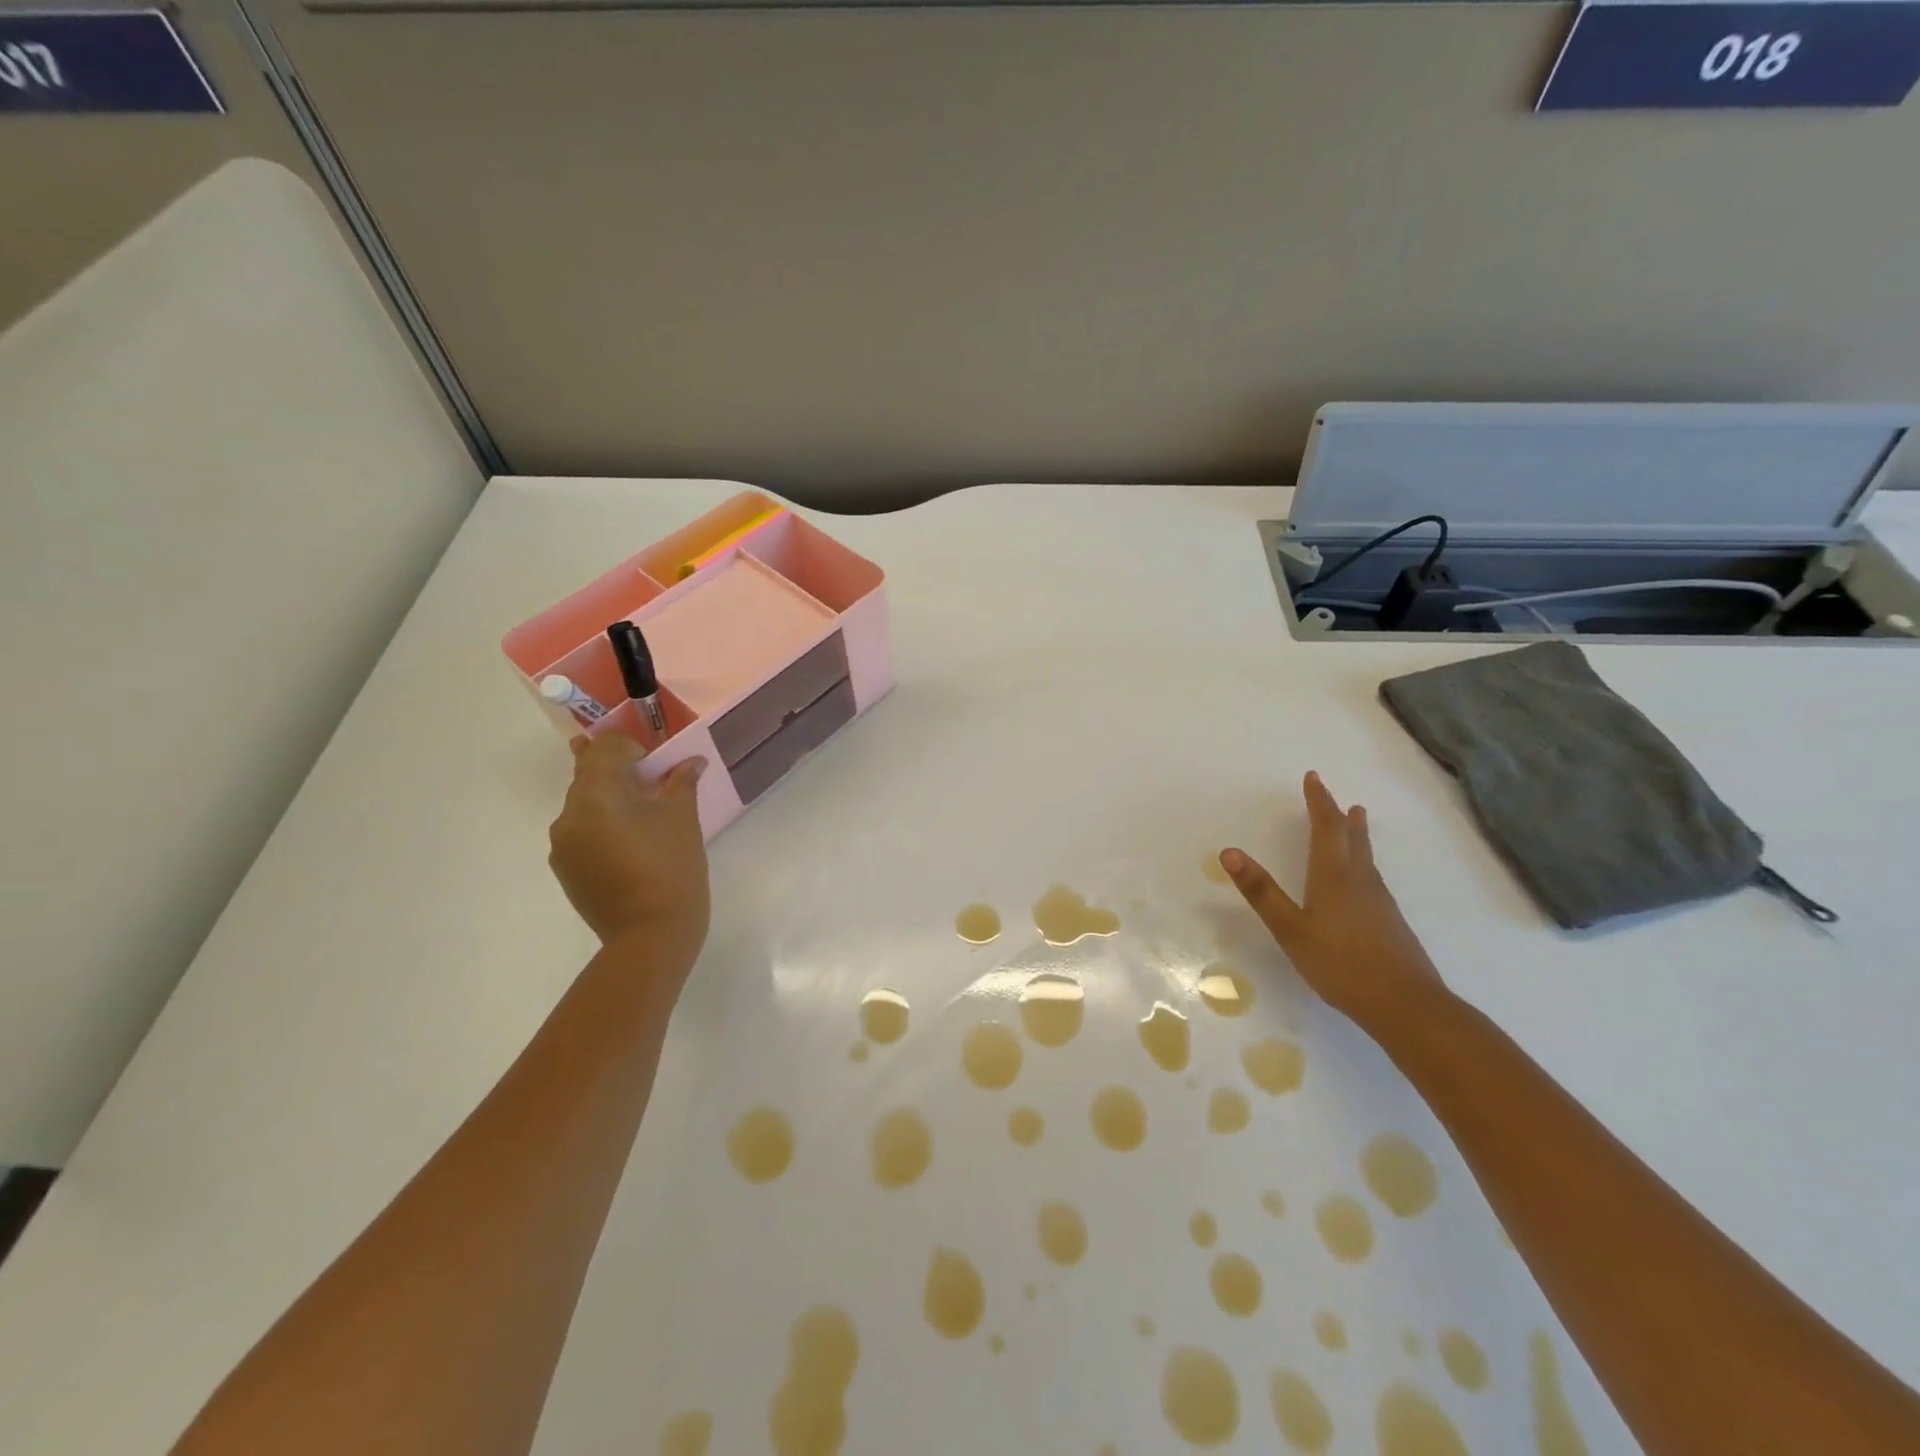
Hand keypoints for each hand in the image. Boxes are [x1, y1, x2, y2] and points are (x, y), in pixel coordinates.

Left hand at [548, 733, 709, 956]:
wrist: (650, 935)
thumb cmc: (672, 868)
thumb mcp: (683, 819)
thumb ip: (681, 782)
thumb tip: (690, 761)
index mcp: (596, 795)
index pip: (605, 747)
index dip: (634, 748)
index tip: (658, 769)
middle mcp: (568, 814)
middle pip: (589, 773)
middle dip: (621, 772)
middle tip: (654, 788)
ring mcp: (562, 844)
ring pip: (584, 804)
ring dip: (611, 800)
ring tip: (644, 823)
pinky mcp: (564, 868)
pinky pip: (581, 831)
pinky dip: (602, 826)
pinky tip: (631, 849)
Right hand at [1220, 771, 1446, 1031]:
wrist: (1406, 1005)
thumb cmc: (1341, 964)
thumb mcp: (1290, 929)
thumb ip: (1261, 891)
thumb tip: (1229, 851)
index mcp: (1334, 876)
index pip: (1326, 828)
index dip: (1319, 802)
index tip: (1313, 778)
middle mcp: (1360, 881)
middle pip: (1351, 839)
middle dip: (1339, 815)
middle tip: (1336, 796)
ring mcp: (1379, 902)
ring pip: (1365, 858)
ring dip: (1356, 835)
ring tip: (1356, 821)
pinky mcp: (1389, 922)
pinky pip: (1372, 877)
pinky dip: (1363, 861)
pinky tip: (1362, 879)